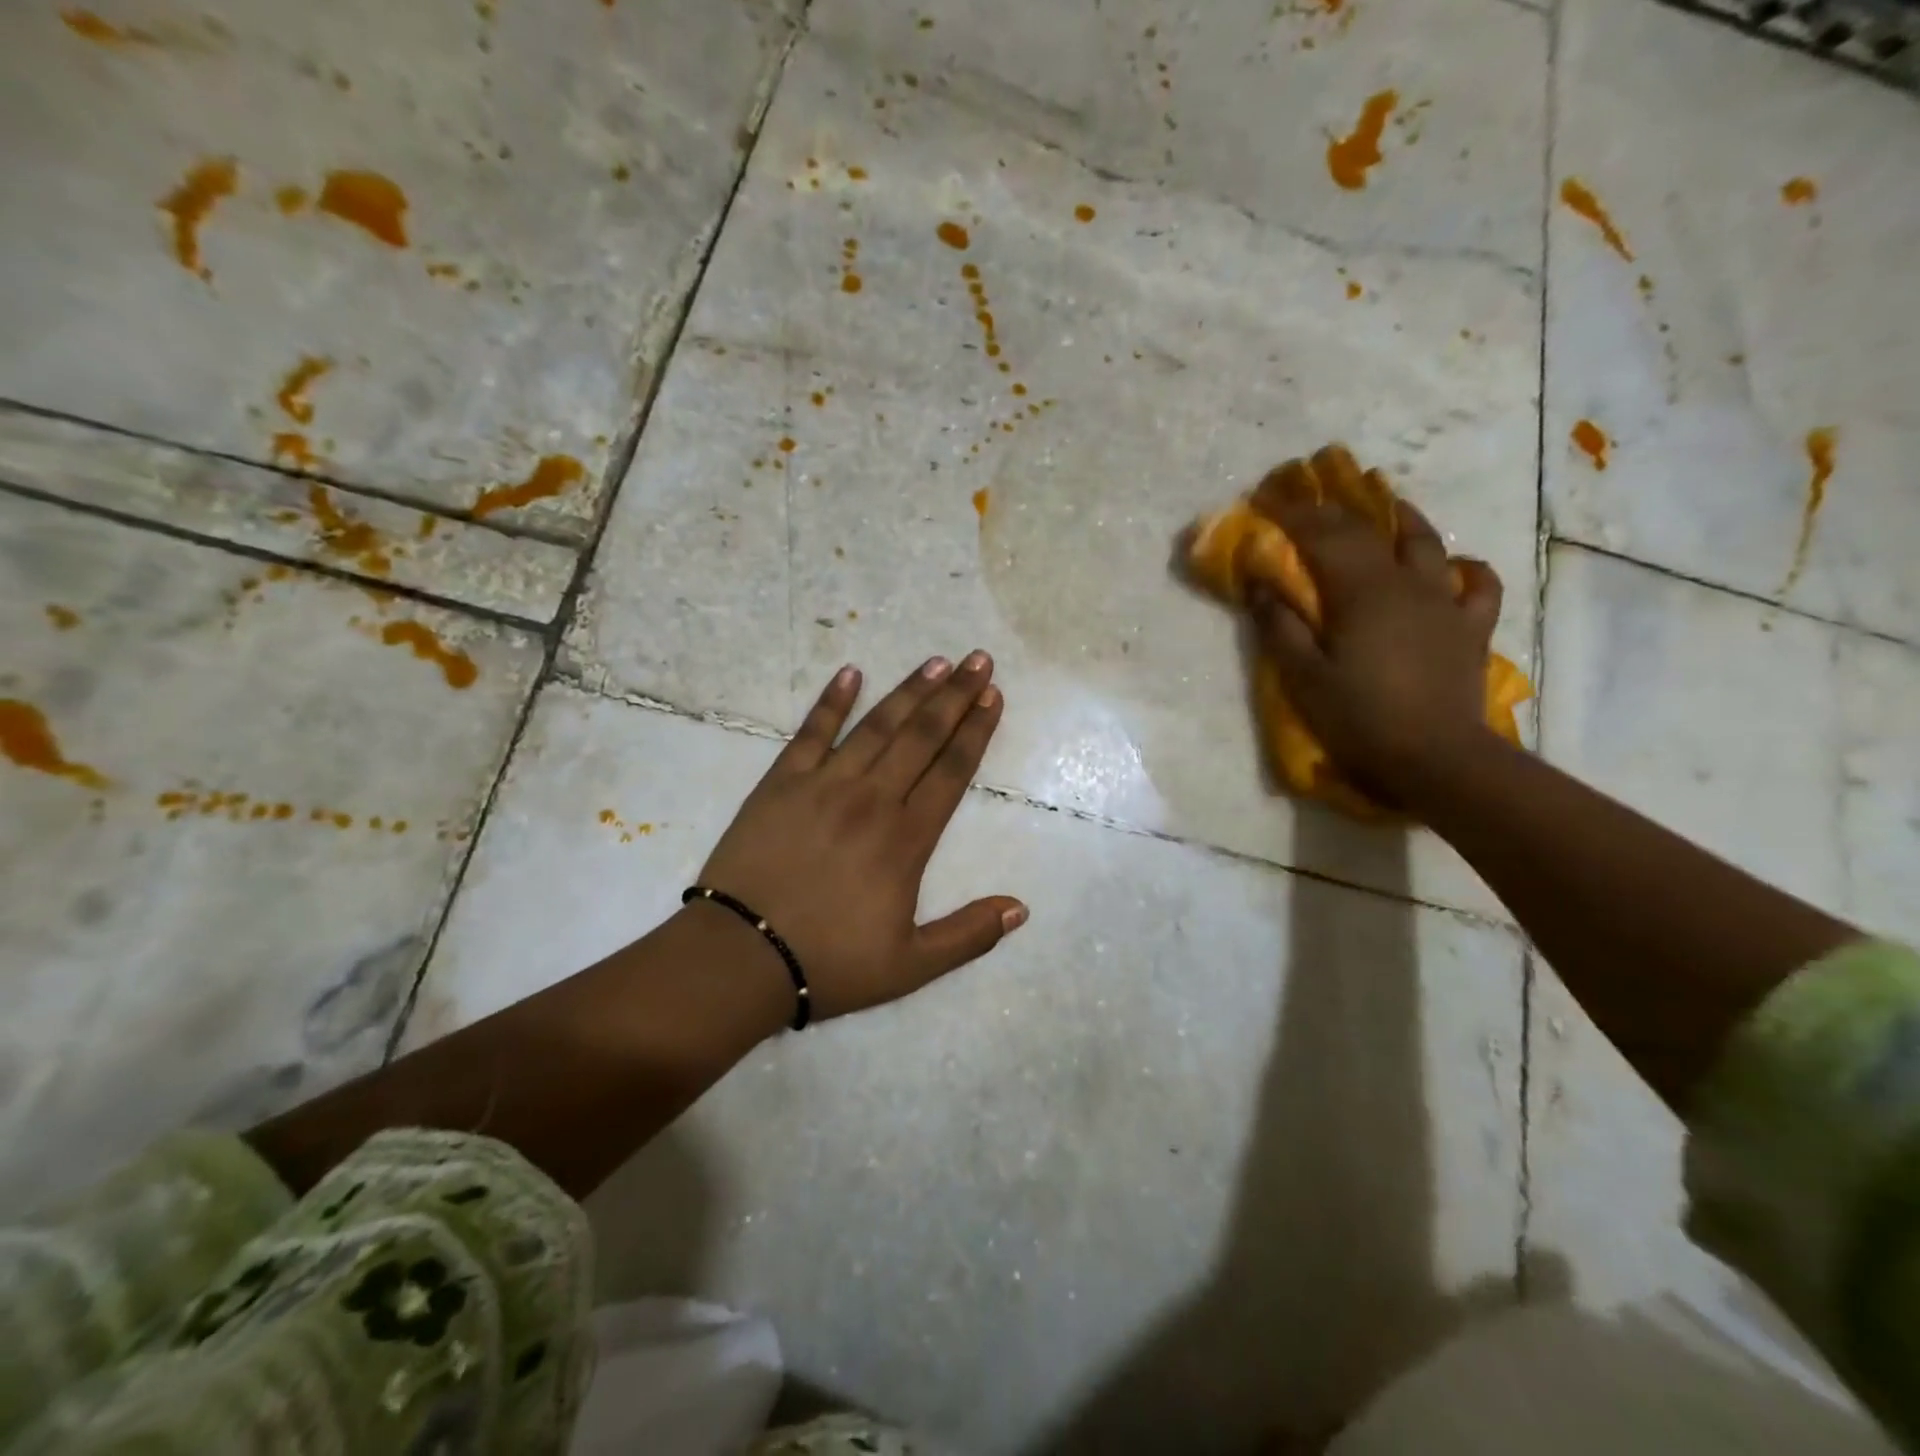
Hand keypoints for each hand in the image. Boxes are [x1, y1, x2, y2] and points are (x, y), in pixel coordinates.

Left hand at [694, 653, 1026, 1019]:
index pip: (952, 772)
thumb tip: (1020, 907)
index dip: (976, 731)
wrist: (740, 957)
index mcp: (906, 839)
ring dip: (909, 691)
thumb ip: (968, 935)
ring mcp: (824, 784)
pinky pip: (811, 732)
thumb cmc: (829, 962)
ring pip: (876, 726)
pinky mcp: (781, 782)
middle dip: (955, 696)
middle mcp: (872, 799)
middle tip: (979, 660)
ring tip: (936, 662)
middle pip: (922, 737)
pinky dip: (831, 701)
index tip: (993, 697)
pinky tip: (850, 672)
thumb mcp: (911, 966)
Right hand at [1247, 482, 1503, 805]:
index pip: (1322, 535)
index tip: (1265, 498)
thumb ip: (1280, 625)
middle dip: (1331, 510)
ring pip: (1426, 543)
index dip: (1292, 513)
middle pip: (1367, 531)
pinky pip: (1477, 585)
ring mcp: (1444, 602)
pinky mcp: (1470, 627)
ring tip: (1385, 505)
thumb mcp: (1302, 676)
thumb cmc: (1358, 717)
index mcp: (1360, 591)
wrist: (1434, 758)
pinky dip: (1465, 568)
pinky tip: (1454, 566)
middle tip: (1306, 496)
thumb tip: (1261, 583)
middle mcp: (1405, 582)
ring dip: (1401, 518)